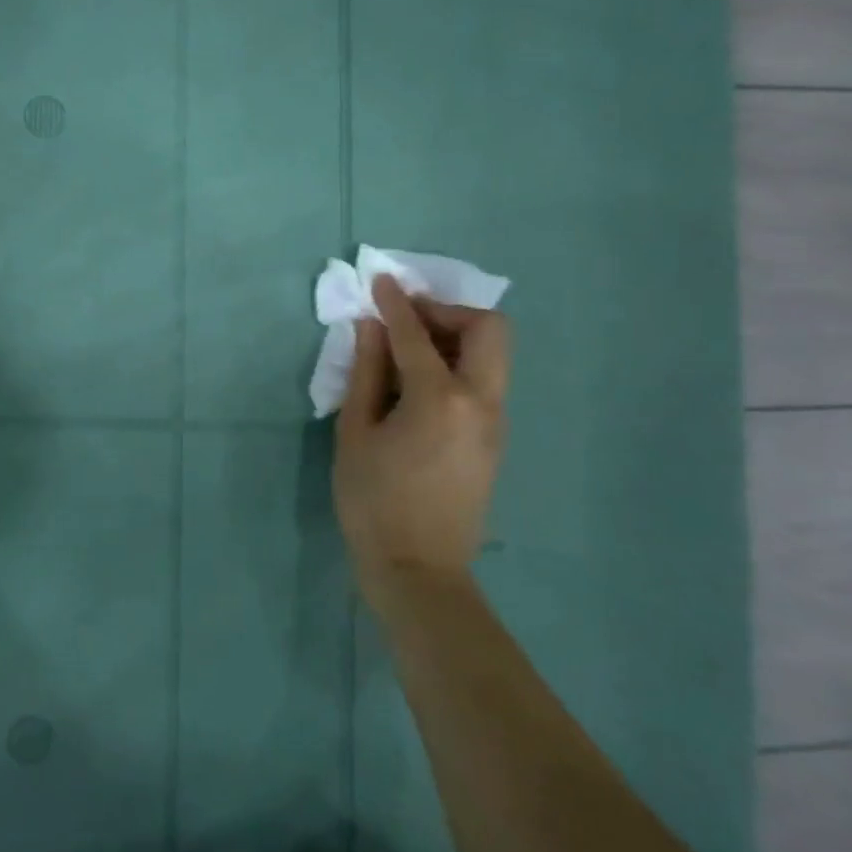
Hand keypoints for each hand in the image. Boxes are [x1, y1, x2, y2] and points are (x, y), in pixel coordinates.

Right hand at [334, 274, 510, 613]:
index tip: (381, 281)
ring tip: (410, 348)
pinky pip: (486, 380)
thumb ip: (367, 374)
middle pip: (488, 328)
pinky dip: (459, 362)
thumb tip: (370, 328)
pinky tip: (421, 382)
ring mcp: (496, 421)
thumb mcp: (356, 434)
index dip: (396, 303)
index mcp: (440, 398)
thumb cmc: (373, 503)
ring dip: (456, 335)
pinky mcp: (496, 438)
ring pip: (493, 353)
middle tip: (407, 319)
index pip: (417, 333)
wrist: (419, 570)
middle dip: (447, 310)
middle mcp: (481, 401)